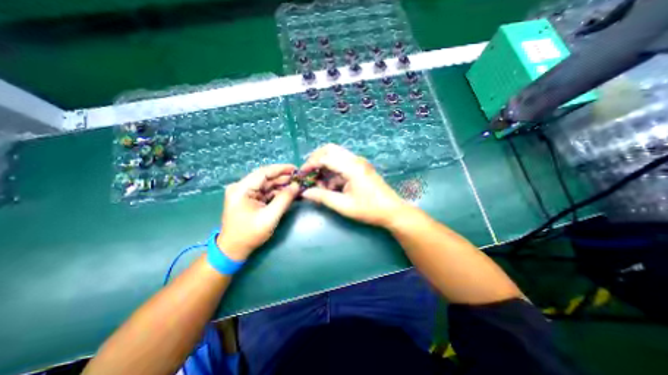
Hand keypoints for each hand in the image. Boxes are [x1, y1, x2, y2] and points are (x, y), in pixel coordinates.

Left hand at [218, 165, 298, 260]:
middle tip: (300, 179)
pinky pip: (266, 192)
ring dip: (282, 186)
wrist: (234, 249)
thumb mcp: (270, 217)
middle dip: (284, 178)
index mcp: (242, 189)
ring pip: (268, 185)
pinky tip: (289, 193)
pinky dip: (278, 193)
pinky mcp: (250, 199)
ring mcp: (246, 193)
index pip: (264, 172)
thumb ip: (284, 199)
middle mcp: (242, 187)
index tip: (296, 169)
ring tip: (297, 186)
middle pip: (266, 178)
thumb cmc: (249, 234)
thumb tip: (297, 186)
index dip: (281, 169)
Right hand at [300, 144, 410, 224]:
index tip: (302, 174)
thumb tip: (305, 193)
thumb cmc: (369, 210)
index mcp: (352, 167)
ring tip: (321, 185)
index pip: (325, 157)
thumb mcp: (344, 206)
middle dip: (316, 160)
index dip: (310, 164)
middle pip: (330, 150)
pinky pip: (342, 164)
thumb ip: (323, 197)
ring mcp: (359, 163)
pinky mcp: (361, 168)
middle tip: (309, 174)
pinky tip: (331, 187)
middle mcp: (355, 160)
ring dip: (325, 167)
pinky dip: (333, 172)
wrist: (392, 211)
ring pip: (336, 156)